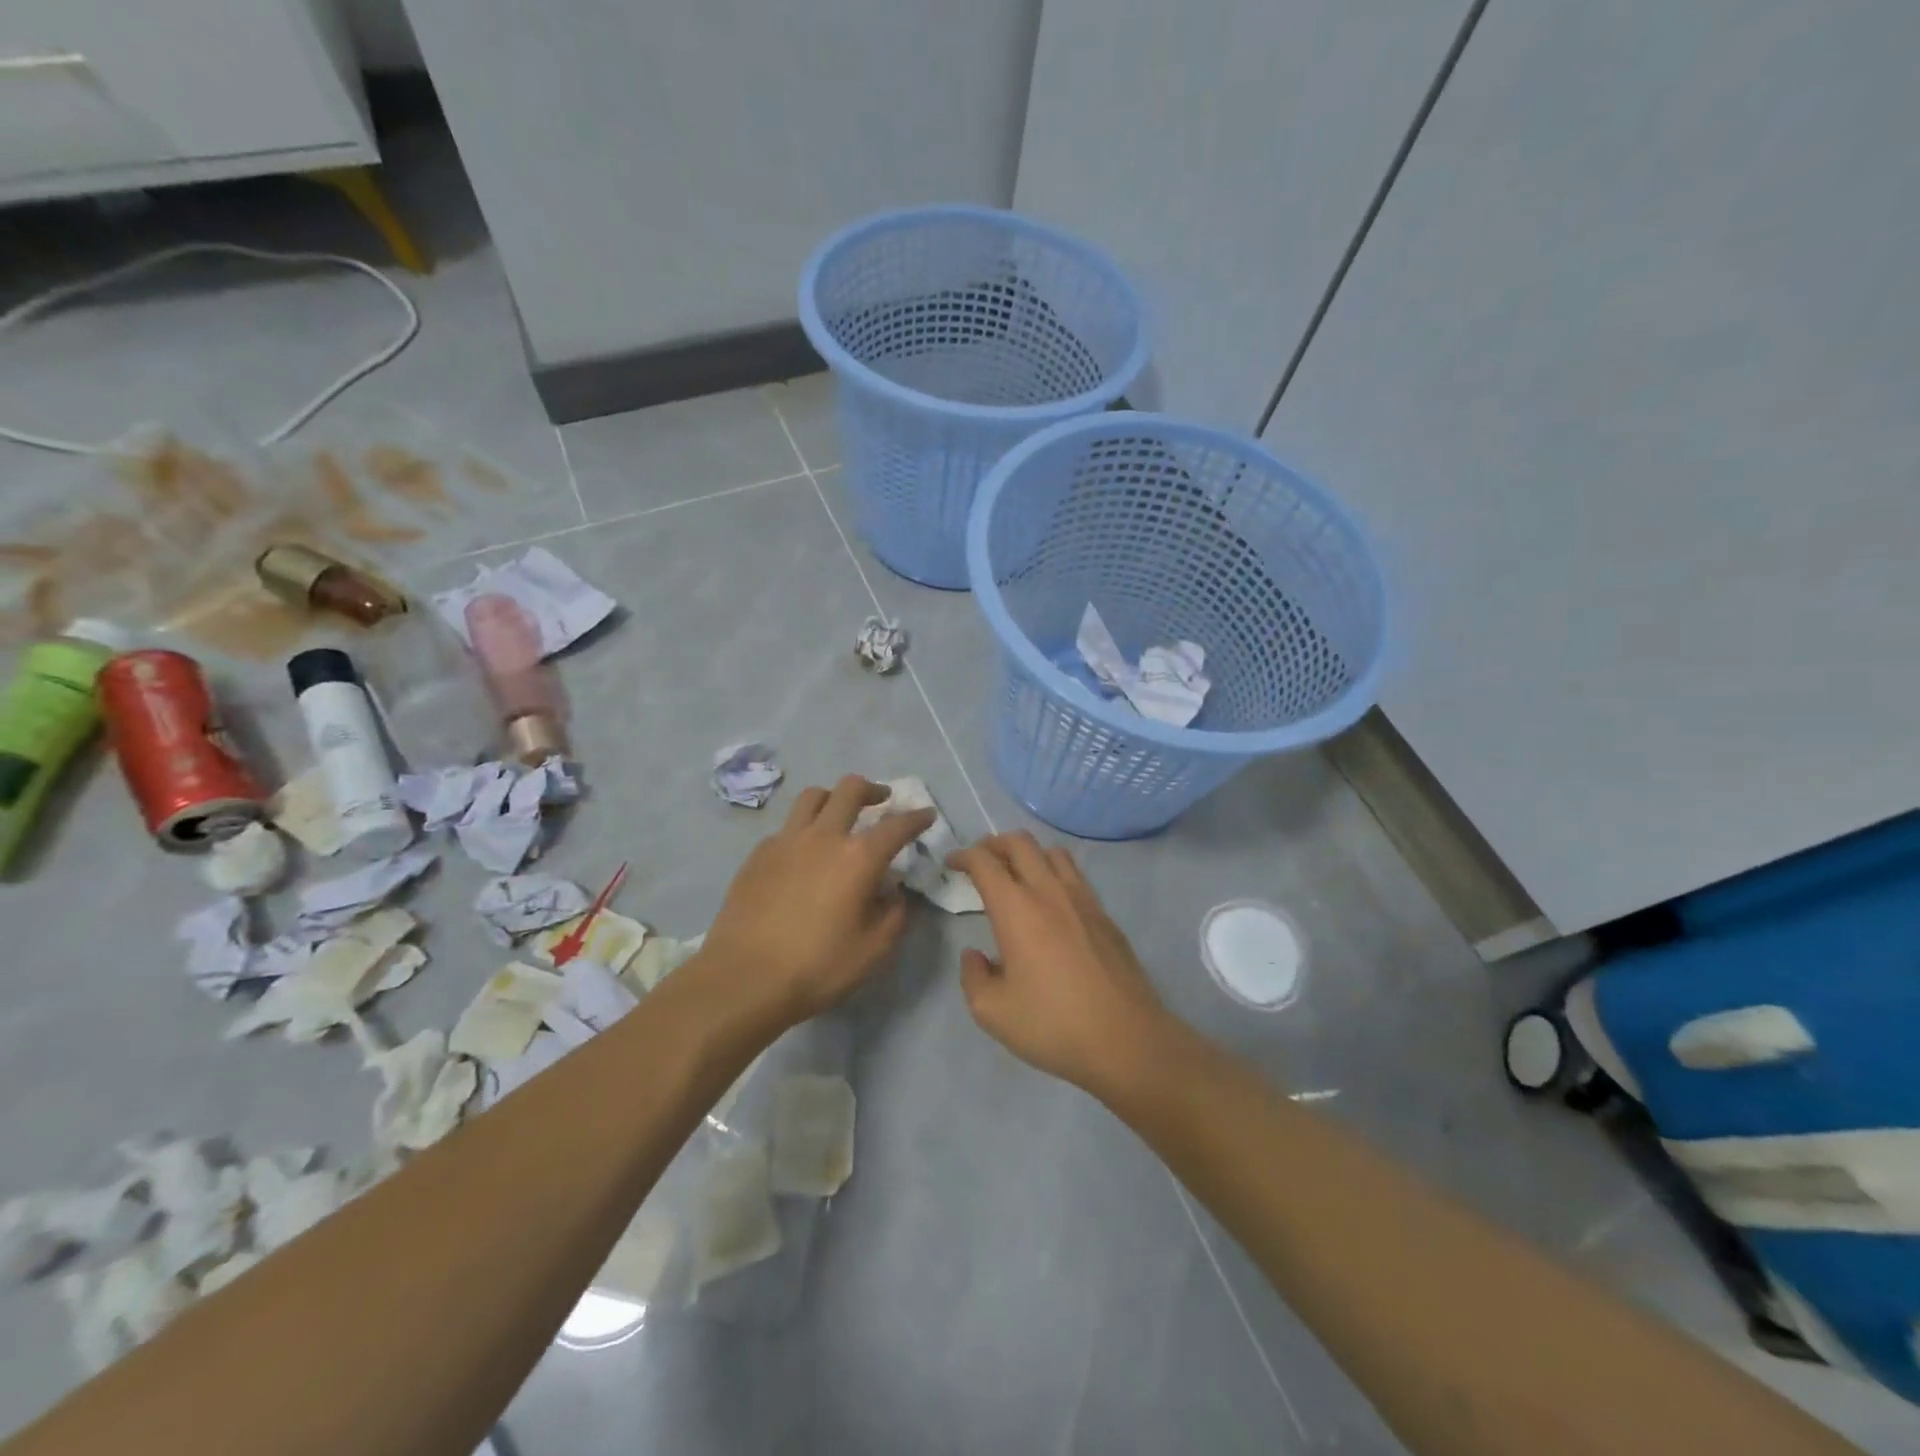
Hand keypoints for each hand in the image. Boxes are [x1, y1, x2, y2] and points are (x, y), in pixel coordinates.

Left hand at [696, 776, 936, 1029]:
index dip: (916, 818)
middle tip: (882, 800)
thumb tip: (894, 892)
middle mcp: (824, 837)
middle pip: (850, 789)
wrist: (743, 978)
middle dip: (872, 790)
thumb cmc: (816, 967)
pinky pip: (787, 826)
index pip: (897, 826)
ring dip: (834, 798)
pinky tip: (804, 852)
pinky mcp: (758, 854)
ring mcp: (786, 840)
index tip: (926, 815)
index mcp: (858, 858)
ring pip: (813, 796)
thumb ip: (894, 915)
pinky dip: (804, 828)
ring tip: (840, 814)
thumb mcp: (873, 951)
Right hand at [948, 832, 1170, 1098]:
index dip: (963, 856)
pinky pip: (1075, 876)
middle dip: (994, 843)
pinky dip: (1054, 873)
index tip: (952, 863)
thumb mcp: (992, 1012)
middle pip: (1020, 843)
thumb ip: (973, 976)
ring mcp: (1083, 899)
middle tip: (981, 861)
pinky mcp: (1105, 915)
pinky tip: (1052, 903)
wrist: (1125, 1039)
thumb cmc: (1053, 1024)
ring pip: (1053, 852)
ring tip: (1017, 875)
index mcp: (1016, 909)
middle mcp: (1049, 891)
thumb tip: (974, 955)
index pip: (985, 862)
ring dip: (1028, 854)